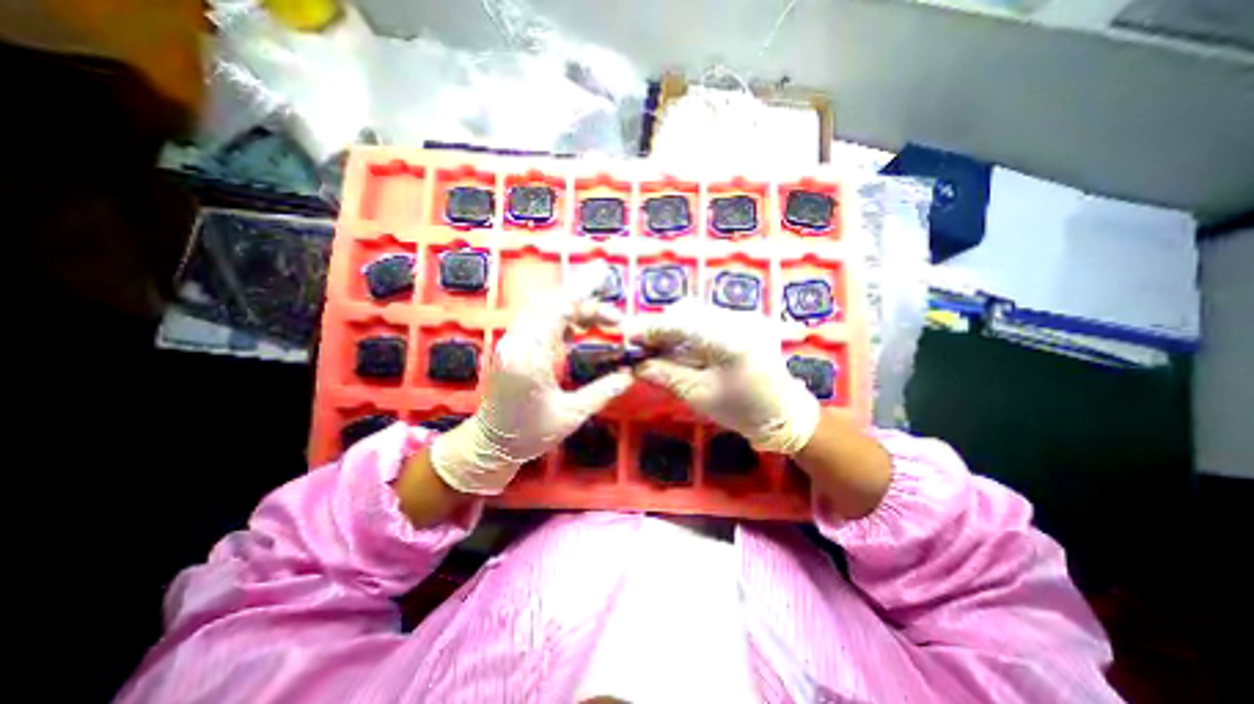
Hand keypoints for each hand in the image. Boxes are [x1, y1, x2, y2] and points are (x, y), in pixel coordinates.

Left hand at [435, 264, 636, 494]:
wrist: (491, 444)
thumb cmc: (529, 434)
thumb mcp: (571, 416)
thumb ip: (602, 391)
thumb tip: (630, 374)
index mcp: (530, 359)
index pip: (557, 311)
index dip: (582, 291)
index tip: (603, 275)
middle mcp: (517, 343)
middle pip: (551, 305)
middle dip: (585, 299)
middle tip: (614, 312)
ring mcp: (512, 342)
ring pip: (545, 310)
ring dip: (575, 309)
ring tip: (604, 320)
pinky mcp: (514, 346)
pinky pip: (540, 321)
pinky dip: (563, 318)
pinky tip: (580, 327)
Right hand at [622, 298, 819, 452]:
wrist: (784, 413)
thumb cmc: (744, 411)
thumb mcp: (700, 396)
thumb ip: (666, 375)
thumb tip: (636, 365)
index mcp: (731, 340)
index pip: (680, 324)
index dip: (650, 328)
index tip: (626, 336)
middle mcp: (739, 319)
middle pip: (687, 311)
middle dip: (661, 327)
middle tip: (642, 347)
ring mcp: (744, 316)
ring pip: (695, 313)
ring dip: (673, 328)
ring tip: (658, 349)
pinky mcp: (745, 320)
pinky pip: (707, 319)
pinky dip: (688, 331)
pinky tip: (679, 348)